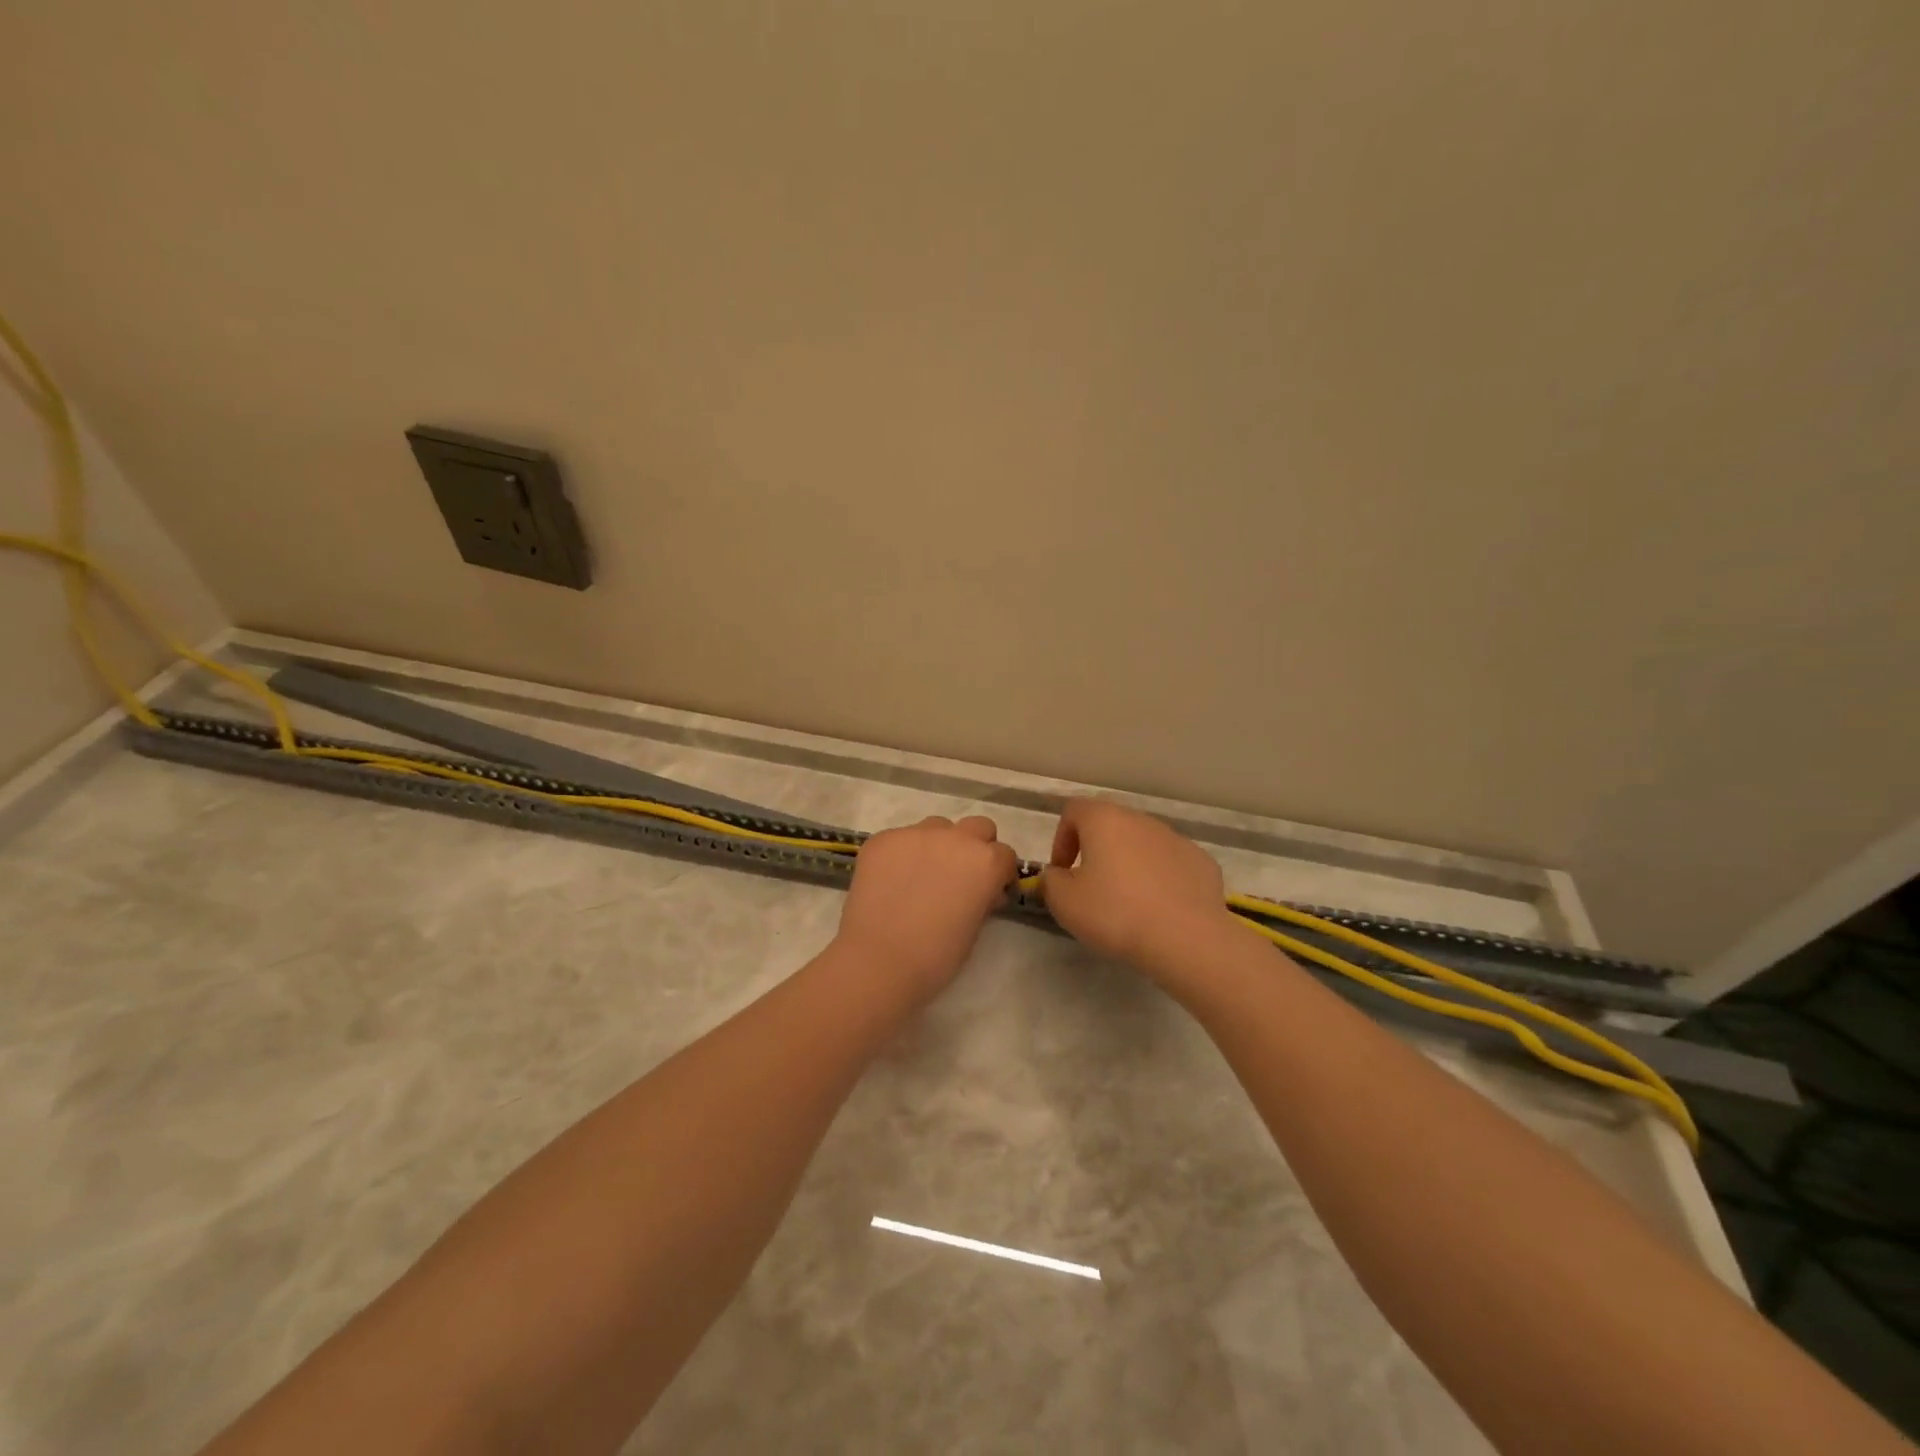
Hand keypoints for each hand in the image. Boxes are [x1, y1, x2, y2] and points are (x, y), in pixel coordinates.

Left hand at [835, 815, 1018, 998]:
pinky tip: (892, 880)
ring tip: (922, 874)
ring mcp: (916, 834)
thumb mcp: (974, 928)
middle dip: (975, 847)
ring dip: (939, 844)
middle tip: (960, 875)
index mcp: (986, 862)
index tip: (990, 891)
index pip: (1005, 854)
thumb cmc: (936, 956)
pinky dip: (903, 854)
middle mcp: (955, 838)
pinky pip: (901, 839)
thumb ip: (983, 898)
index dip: (999, 873)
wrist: (879, 960)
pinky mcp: (883, 839)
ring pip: (937, 827)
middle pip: (977, 827)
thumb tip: (983, 891)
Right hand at [1040, 799, 1236, 978]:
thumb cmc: (1116, 913)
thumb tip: (1058, 874)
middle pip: (1111, 824)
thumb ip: (1051, 881)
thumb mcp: (1064, 902)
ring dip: (1130, 864)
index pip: (1074, 810)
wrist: (1186, 939)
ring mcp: (1176, 838)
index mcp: (1105, 820)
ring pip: (1143, 843)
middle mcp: (1141, 820)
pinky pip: (1171, 864)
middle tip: (1091, 887)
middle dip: (1097, 850)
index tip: (1063, 871)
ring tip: (1128, 902)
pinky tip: (1160, 909)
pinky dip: (1160, 878)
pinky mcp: (1202, 862)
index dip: (1062, 838)